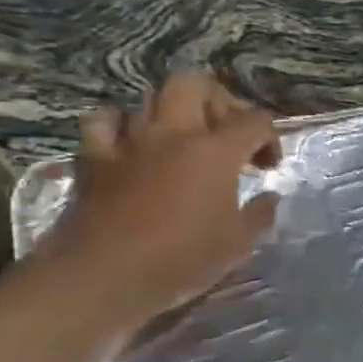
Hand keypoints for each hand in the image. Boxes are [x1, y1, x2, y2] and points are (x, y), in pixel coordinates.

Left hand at [39, 72, 280, 333]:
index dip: (269, 137)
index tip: (267, 166)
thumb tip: (268, 198)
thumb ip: (259, 214)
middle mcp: (173, 133)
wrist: (101, 277)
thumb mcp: (238, 244)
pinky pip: (103, 122)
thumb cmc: (180, 260)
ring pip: (149, 98)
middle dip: (217, 100)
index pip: (255, 120)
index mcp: (216, 151)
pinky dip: (119, 125)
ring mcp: (129, 142)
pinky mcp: (93, 158)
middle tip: (225, 132)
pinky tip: (129, 143)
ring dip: (170, 112)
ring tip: (181, 138)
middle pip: (195, 84)